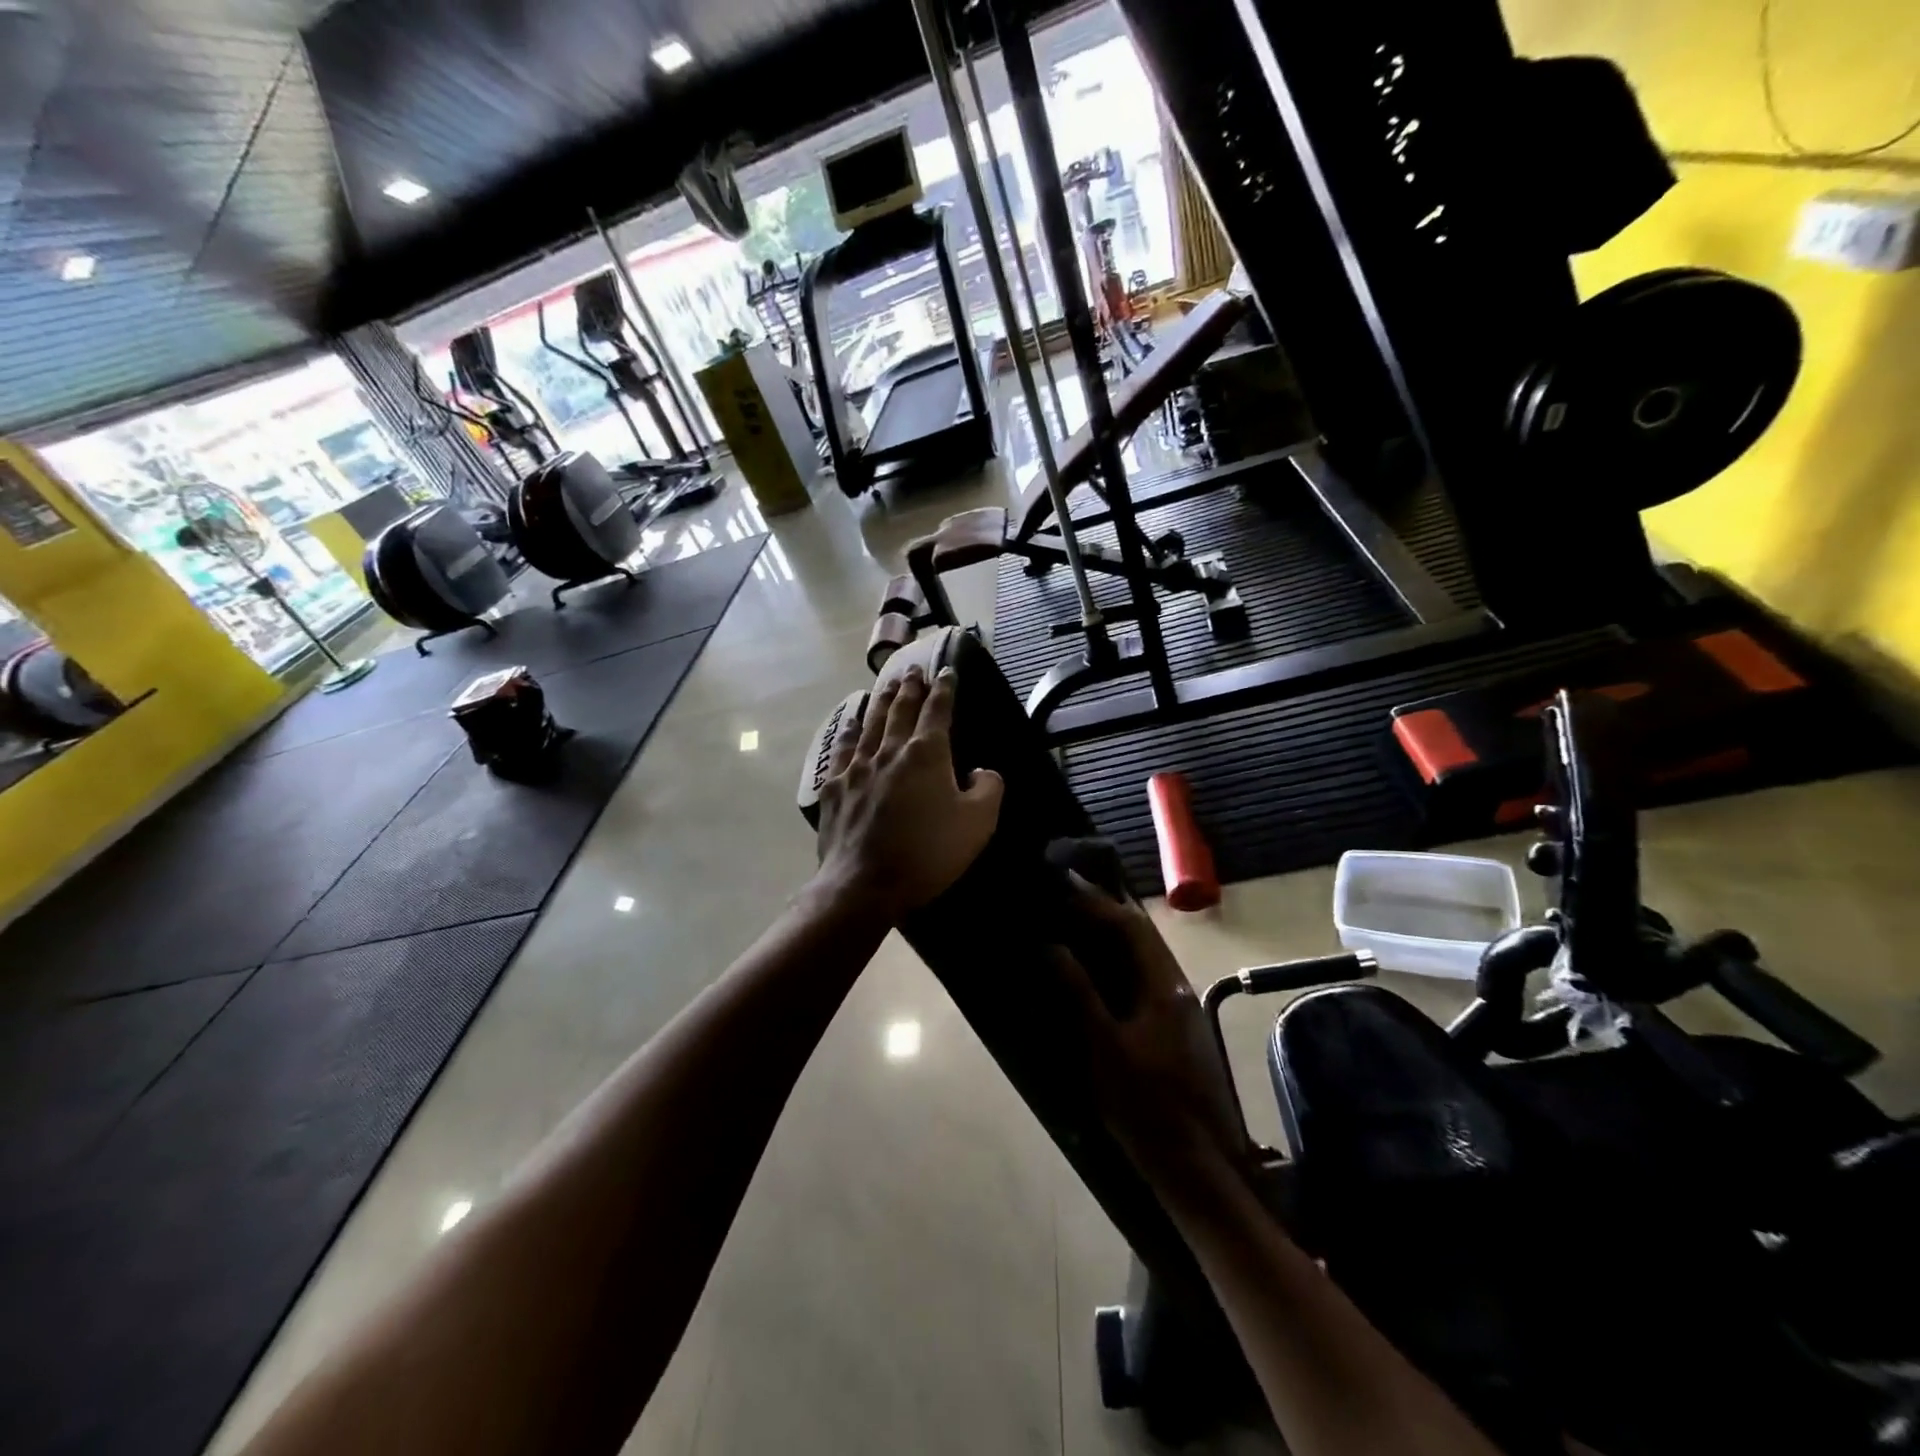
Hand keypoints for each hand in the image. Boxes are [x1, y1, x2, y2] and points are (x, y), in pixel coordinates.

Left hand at [813, 664, 1004, 921]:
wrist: (864, 883)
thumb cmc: (927, 853)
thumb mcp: (978, 823)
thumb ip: (988, 788)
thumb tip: (981, 771)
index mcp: (927, 753)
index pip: (938, 709)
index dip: (944, 688)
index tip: (946, 670)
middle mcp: (890, 749)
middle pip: (900, 708)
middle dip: (909, 686)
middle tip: (912, 668)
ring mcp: (858, 766)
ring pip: (871, 722)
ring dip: (881, 699)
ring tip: (886, 684)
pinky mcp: (835, 786)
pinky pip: (843, 747)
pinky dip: (850, 729)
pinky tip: (851, 721)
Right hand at [1052, 874, 1248, 1186]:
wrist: (1198, 1166)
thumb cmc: (1146, 1106)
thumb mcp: (1104, 1048)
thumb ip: (1079, 993)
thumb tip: (1051, 946)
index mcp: (1164, 986)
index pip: (1129, 927)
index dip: (1095, 902)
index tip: (1063, 884)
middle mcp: (1178, 987)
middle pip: (1141, 935)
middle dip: (1105, 911)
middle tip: (1066, 897)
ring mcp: (1181, 1009)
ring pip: (1145, 956)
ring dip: (1113, 935)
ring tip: (1076, 924)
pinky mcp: (1177, 1029)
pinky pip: (1145, 977)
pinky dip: (1119, 961)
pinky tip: (1098, 970)